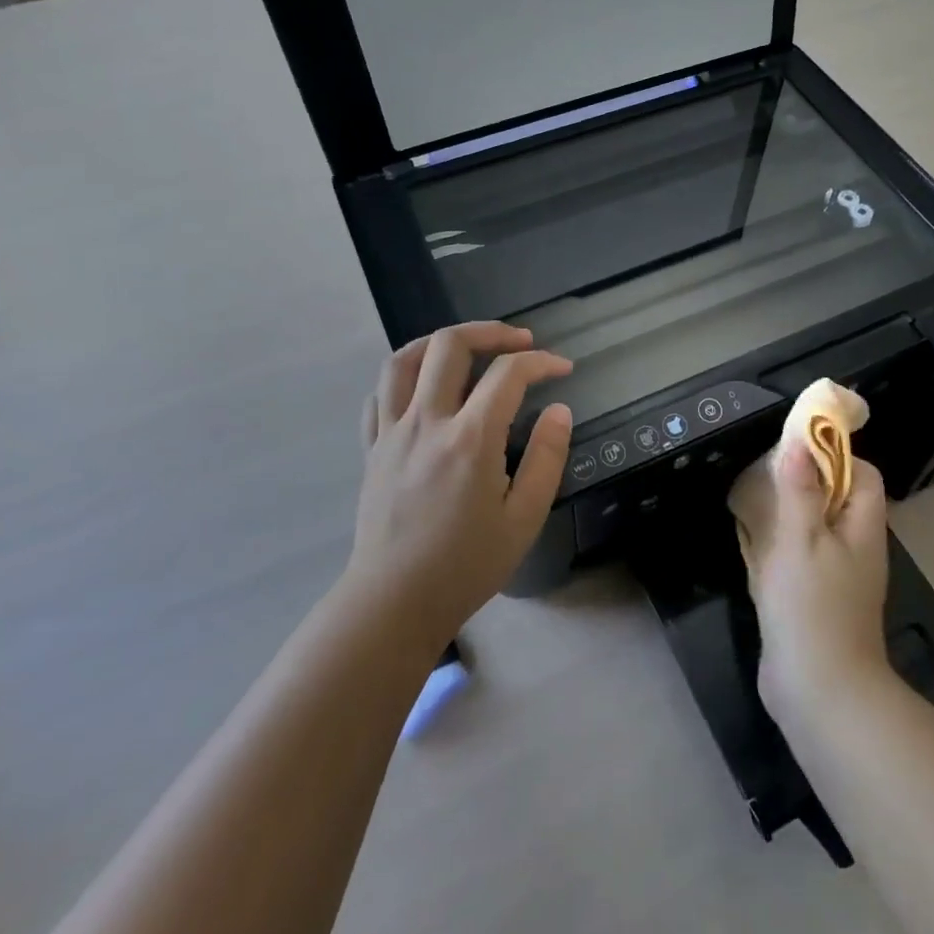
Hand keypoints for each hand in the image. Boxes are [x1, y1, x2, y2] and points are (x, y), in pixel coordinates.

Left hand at [346, 323, 572, 644]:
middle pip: (450, 346)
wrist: (395, 602)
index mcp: (470, 439)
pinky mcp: (371, 448)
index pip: (508, 374)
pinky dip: (404, 376)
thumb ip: (546, 458)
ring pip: (404, 359)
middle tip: (520, 342)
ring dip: (440, 342)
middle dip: (492, 332)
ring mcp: (391, 432)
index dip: (541, 362)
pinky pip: (379, 394)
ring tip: (468, 347)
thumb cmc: (466, 565)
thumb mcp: (524, 518)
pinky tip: (423, 387)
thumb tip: (559, 410)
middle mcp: (427, 422)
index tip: (562, 370)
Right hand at [728, 445, 891, 724]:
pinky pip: (798, 562)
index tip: (796, 449)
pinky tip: (750, 548)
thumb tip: (800, 441)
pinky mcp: (814, 603)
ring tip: (750, 504)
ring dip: (785, 516)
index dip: (834, 455)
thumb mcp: (801, 538)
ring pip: (813, 531)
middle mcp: (856, 549)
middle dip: (802, 483)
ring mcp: (836, 579)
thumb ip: (800, 489)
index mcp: (862, 528)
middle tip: (764, 475)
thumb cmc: (811, 605)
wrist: (819, 691)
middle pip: (835, 500)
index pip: (863, 475)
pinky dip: (777, 549)